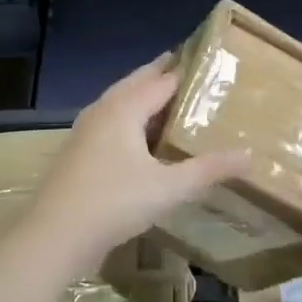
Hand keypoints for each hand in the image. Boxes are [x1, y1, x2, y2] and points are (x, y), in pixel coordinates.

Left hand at [25, 55, 251, 275]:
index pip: (163, 78)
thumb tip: (249, 156)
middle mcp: (104, 108)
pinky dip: (132, 118)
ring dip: (145, 97)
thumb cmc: (113, 203)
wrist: (53, 236)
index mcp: (125, 107)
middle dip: (163, 75)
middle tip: (195, 75)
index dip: (187, 71)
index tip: (211, 65)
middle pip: (138, 82)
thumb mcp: (168, 188)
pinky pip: (112, 121)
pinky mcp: (79, 150)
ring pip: (122, 101)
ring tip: (174, 103)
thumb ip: (208, 170)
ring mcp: (86, 129)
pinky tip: (143, 138)